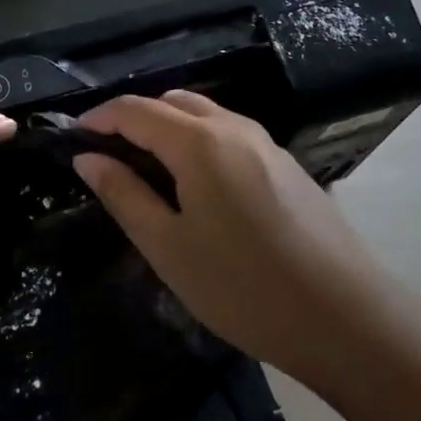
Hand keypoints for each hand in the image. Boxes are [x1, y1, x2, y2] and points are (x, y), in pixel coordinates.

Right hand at [73, 90, 387, 398]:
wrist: (346, 319)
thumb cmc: (243, 287)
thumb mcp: (169, 247)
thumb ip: (124, 195)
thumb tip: (87, 158)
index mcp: (198, 141)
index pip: (135, 110)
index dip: (99, 118)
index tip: (73, 137)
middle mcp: (232, 127)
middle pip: (171, 102)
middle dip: (134, 118)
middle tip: (108, 155)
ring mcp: (265, 143)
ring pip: (203, 114)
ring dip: (167, 126)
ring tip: (146, 169)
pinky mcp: (285, 164)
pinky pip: (228, 133)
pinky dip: (197, 140)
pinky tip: (195, 185)